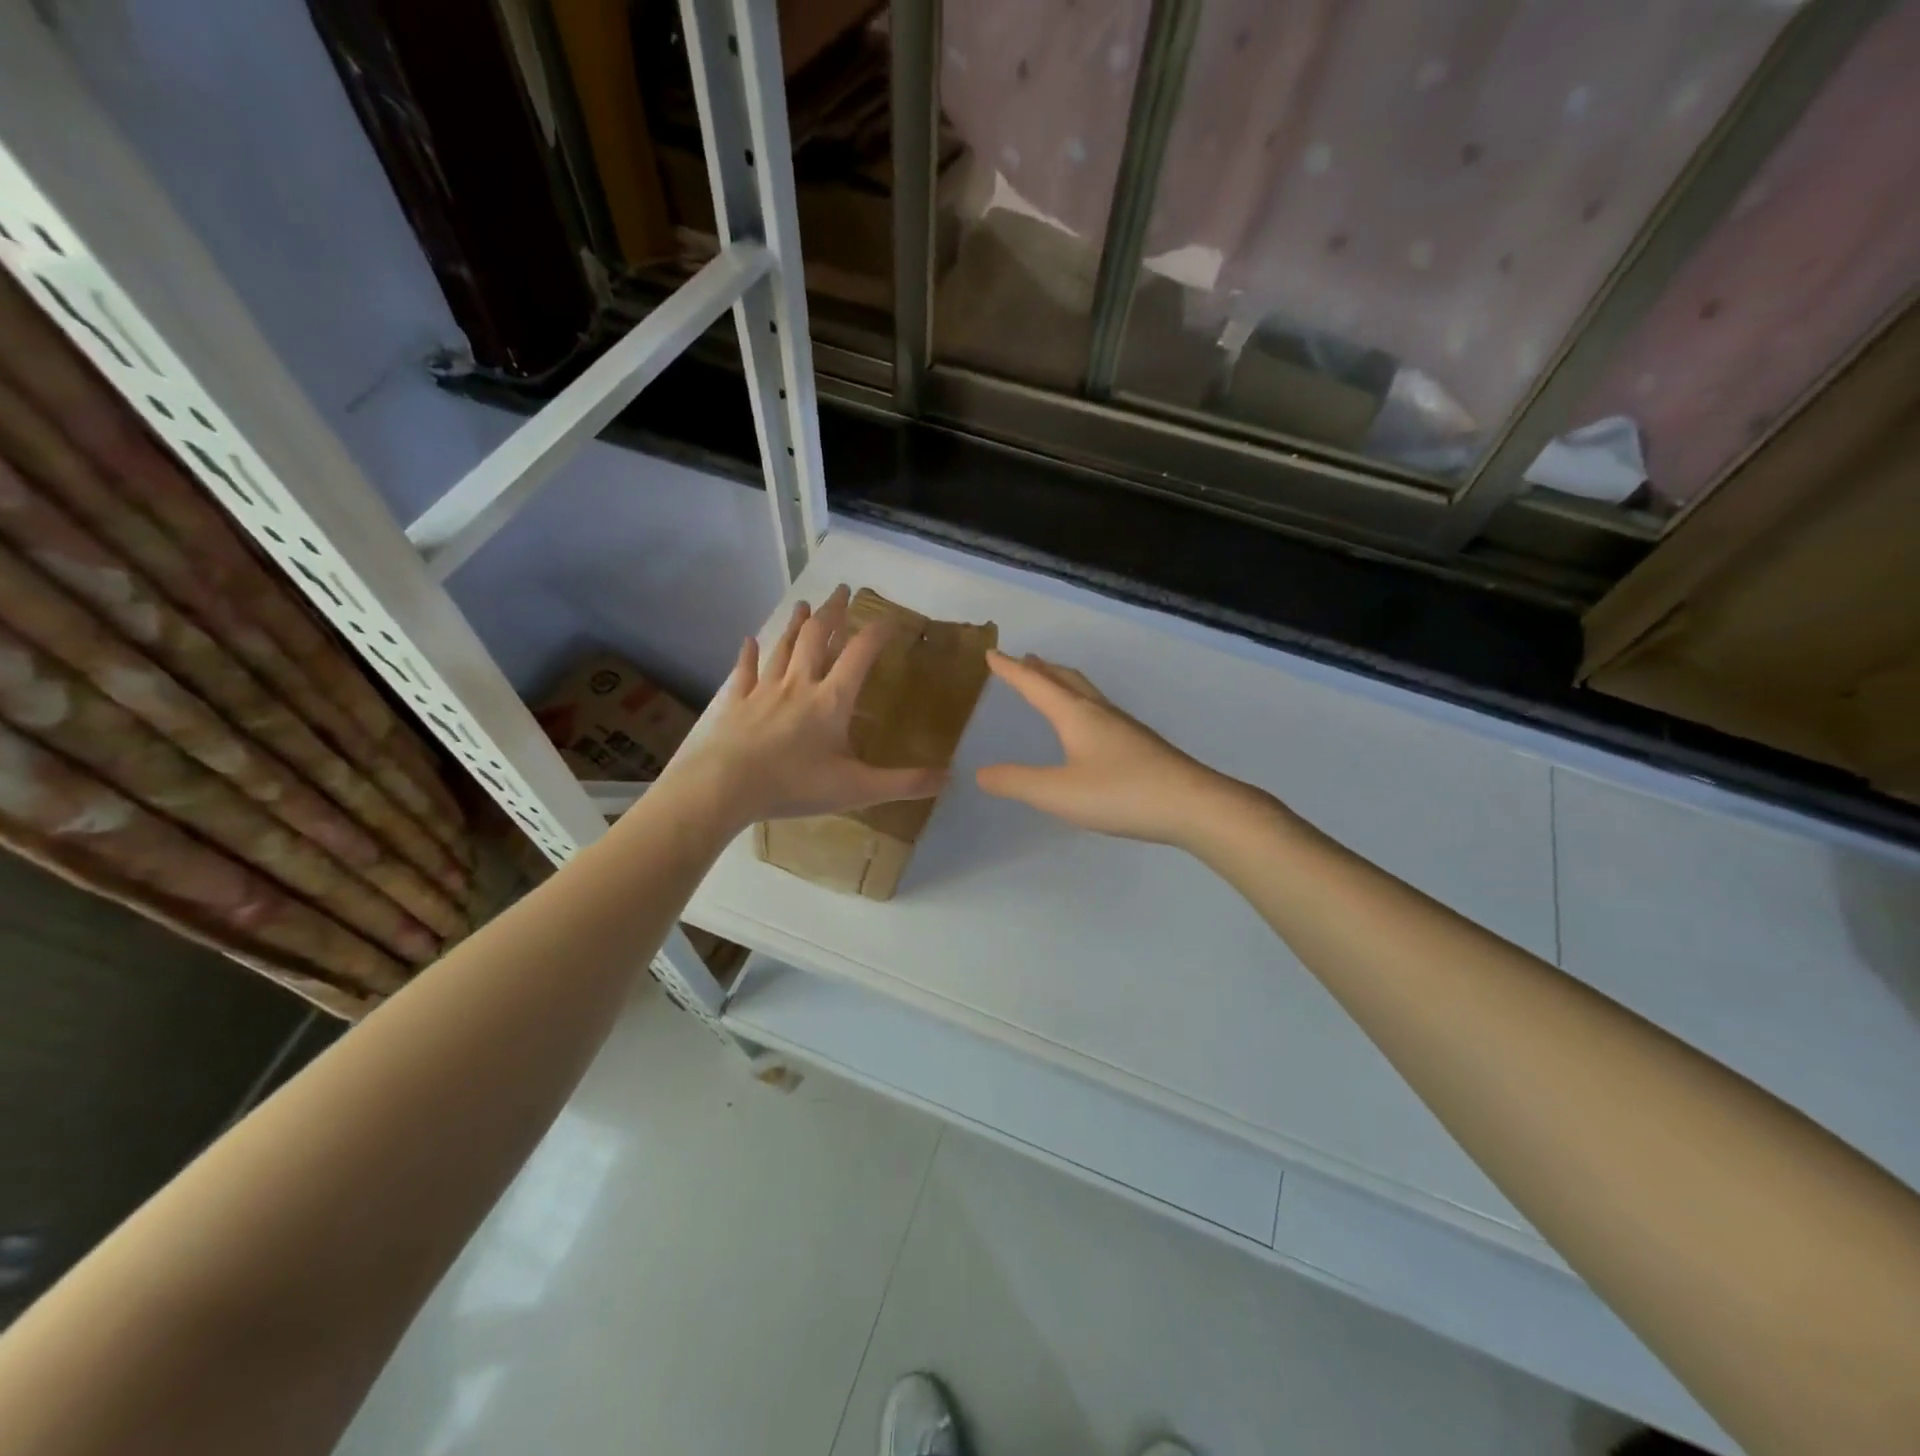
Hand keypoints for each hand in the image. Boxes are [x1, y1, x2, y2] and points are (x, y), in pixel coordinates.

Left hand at [676, 585, 946, 827]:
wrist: (724, 787)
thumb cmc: (794, 785)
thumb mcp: (857, 789)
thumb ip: (903, 783)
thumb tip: (948, 778)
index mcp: (832, 700)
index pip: (860, 654)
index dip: (877, 633)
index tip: (889, 619)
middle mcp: (800, 684)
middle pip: (819, 637)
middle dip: (833, 612)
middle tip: (842, 590)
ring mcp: (765, 690)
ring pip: (784, 647)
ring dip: (797, 624)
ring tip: (805, 604)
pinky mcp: (737, 702)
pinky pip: (745, 671)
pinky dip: (749, 654)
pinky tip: (749, 640)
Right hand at [975, 651, 1243, 846]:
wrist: (1192, 805)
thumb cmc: (1121, 793)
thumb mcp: (1058, 793)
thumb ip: (1017, 782)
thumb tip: (981, 773)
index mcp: (1076, 715)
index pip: (1035, 684)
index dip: (1011, 671)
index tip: (992, 654)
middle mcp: (1099, 712)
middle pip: (1065, 679)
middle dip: (1041, 669)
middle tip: (1025, 659)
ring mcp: (1124, 727)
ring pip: (1086, 693)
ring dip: (1062, 682)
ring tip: (1050, 682)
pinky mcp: (1139, 744)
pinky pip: (1099, 710)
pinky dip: (1080, 703)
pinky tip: (1088, 726)